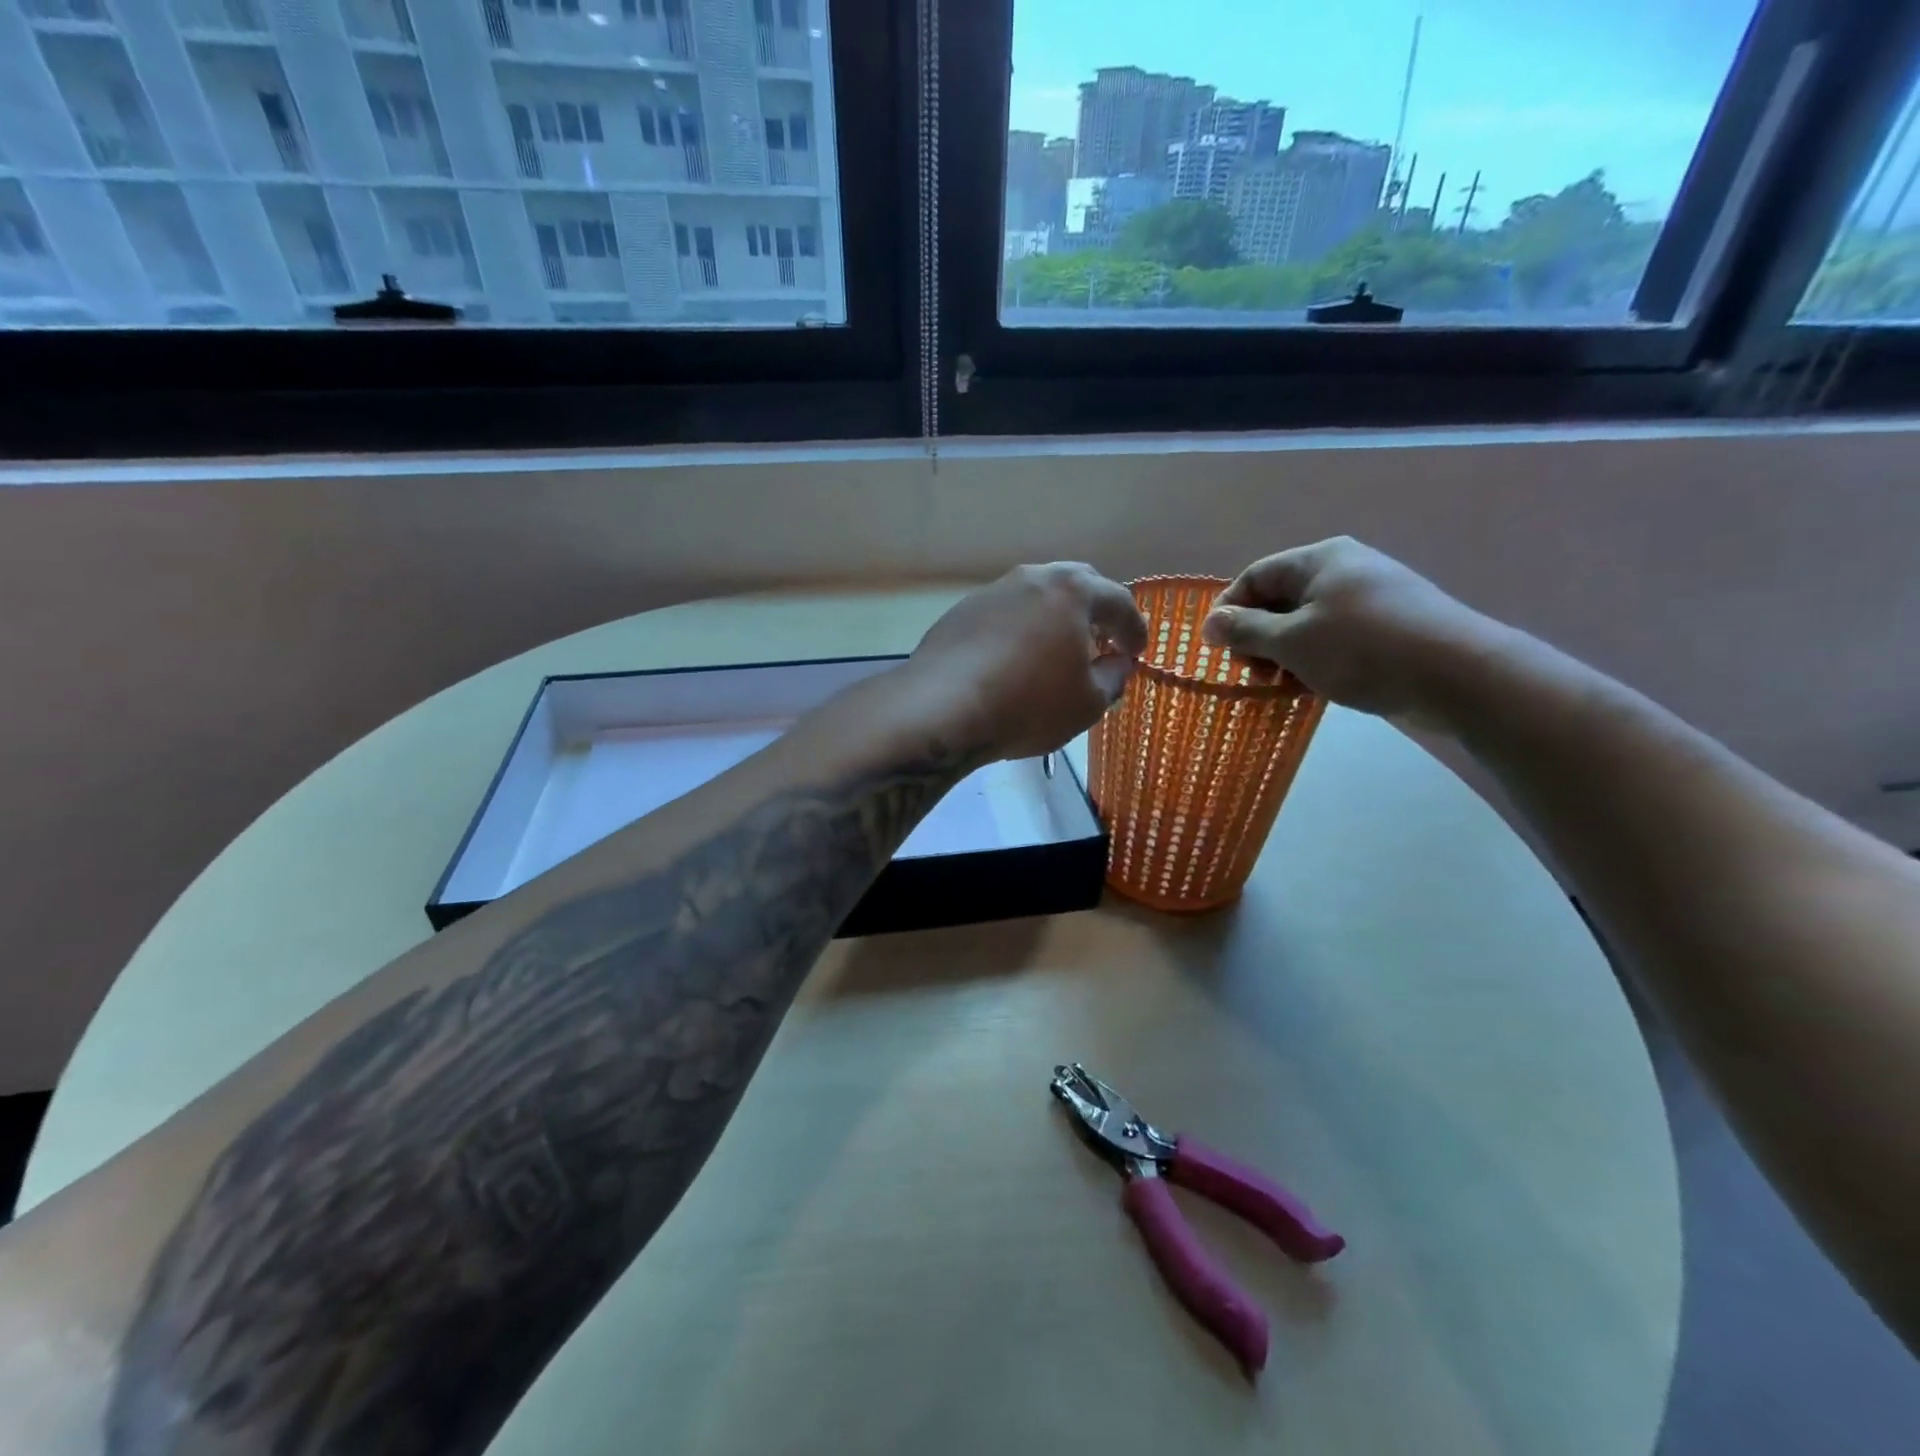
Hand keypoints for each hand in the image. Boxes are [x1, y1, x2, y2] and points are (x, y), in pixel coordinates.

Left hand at [907, 563, 1147, 760]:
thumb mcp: (1087, 703)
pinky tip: (1014, 659)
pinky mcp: (960, 612)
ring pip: (1035, 596)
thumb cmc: (1028, 705)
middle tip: (1101, 641)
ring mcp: (991, 592)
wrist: (941, 708)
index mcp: (1072, 591)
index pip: (1119, 601)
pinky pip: (1004, 614)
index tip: (1136, 652)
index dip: (1134, 629)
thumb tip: (1118, 663)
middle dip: (1095, 610)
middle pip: (1075, 583)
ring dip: (1054, 617)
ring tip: (1057, 650)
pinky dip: (1020, 629)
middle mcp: (1031, 579)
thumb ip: (1113, 678)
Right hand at [1200, 537, 1499, 723]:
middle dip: (1257, 637)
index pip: (1255, 576)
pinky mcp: (1389, 627)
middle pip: (1280, 599)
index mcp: (1320, 559)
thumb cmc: (1362, 650)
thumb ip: (1245, 631)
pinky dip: (1315, 660)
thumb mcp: (1291, 641)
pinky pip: (1335, 638)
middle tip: (1252, 673)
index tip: (1217, 650)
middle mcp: (1344, 570)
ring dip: (1284, 654)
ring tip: (1282, 686)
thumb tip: (1210, 624)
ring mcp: (1371, 599)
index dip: (1229, 610)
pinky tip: (1314, 687)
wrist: (1458, 675)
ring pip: (1307, 623)